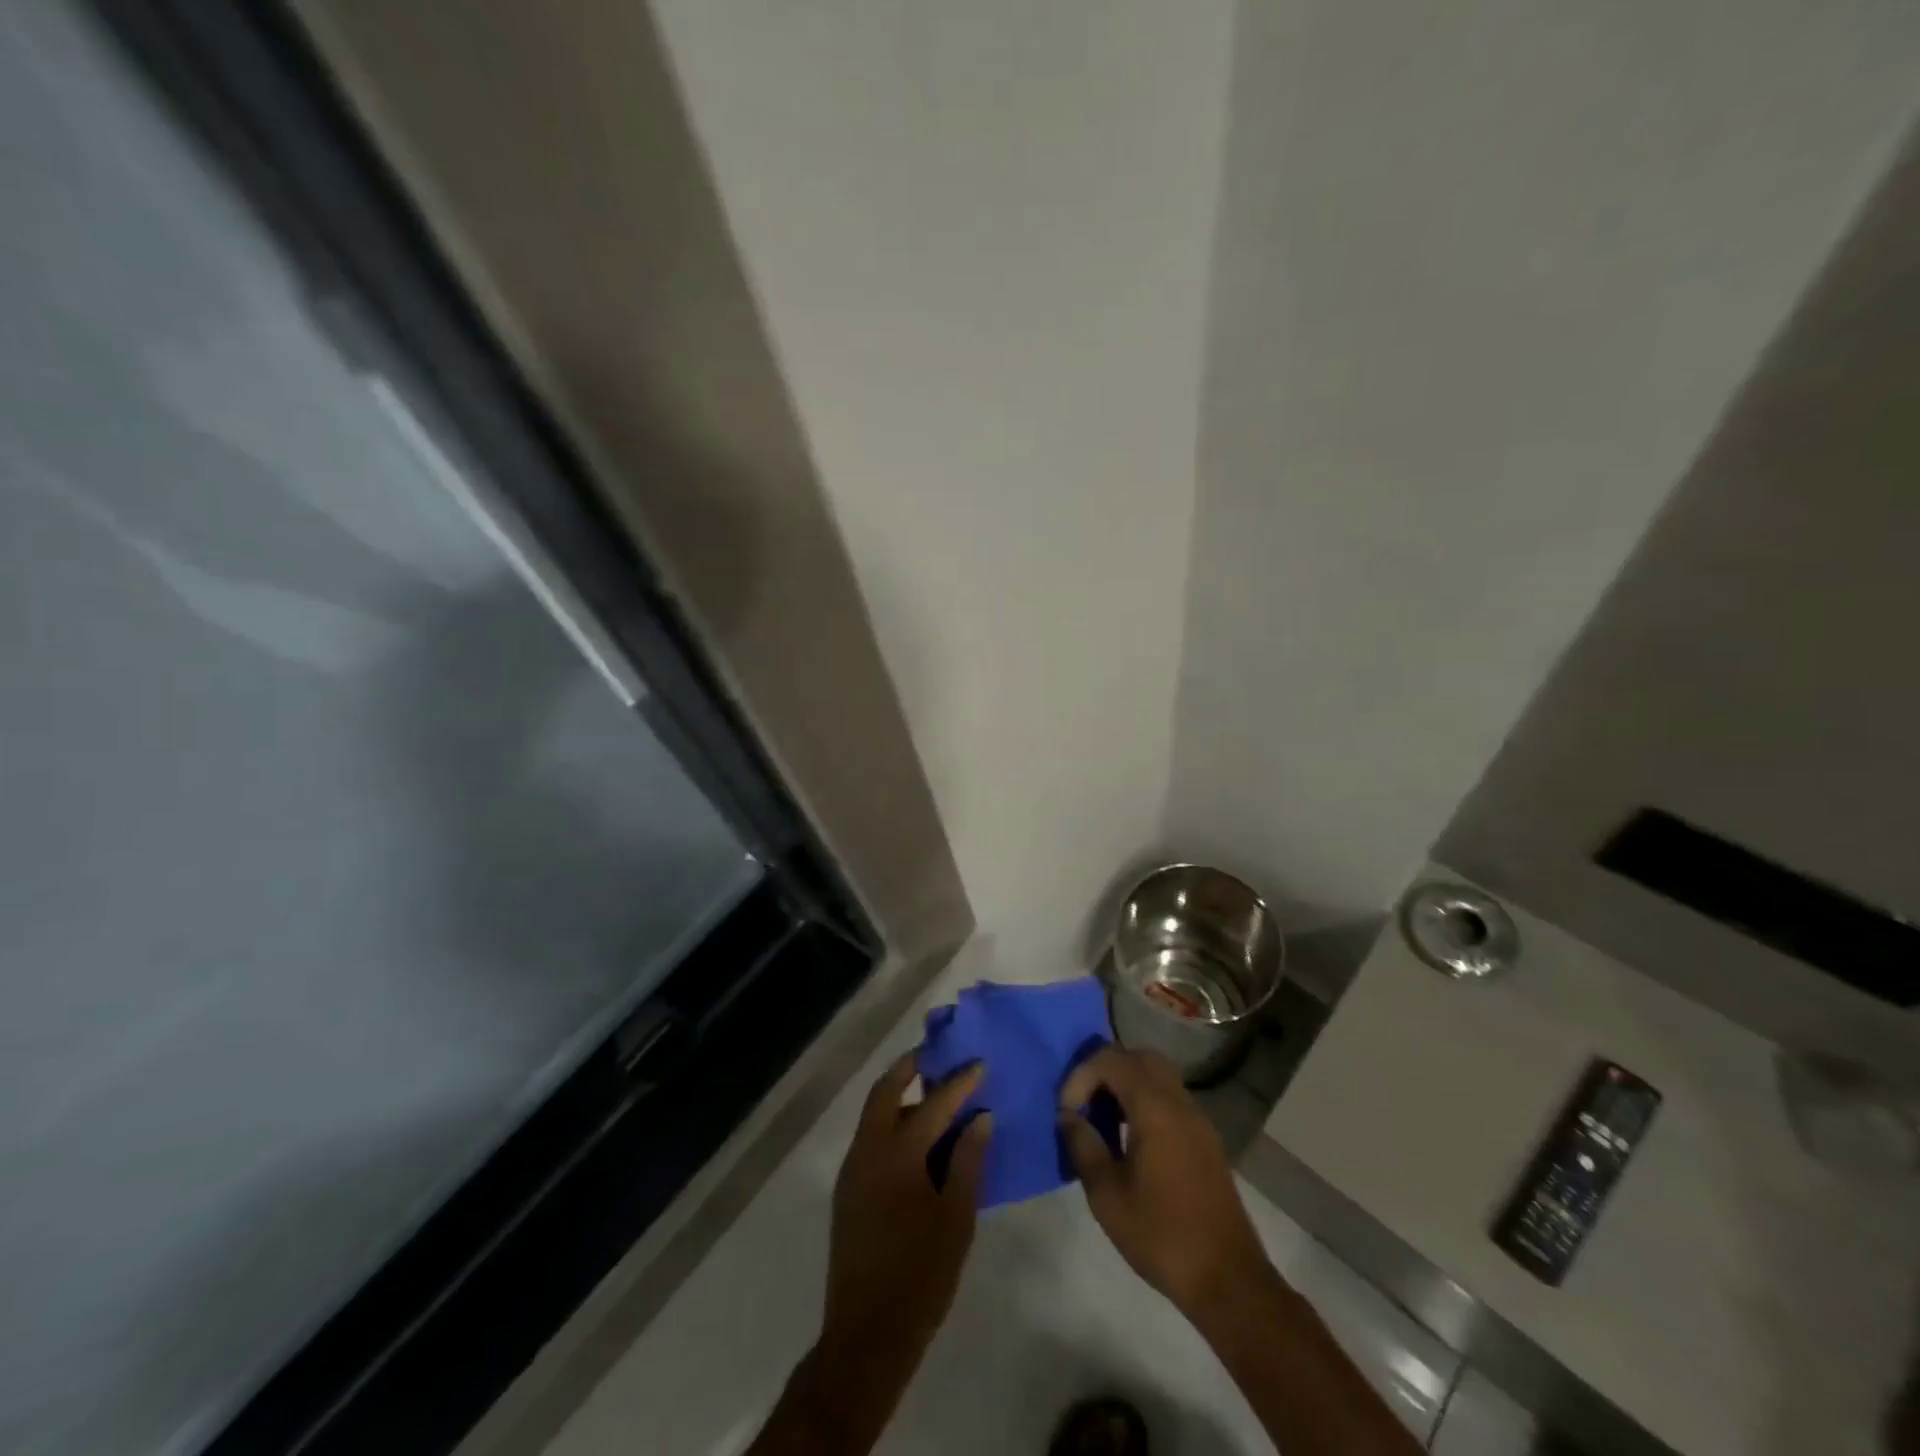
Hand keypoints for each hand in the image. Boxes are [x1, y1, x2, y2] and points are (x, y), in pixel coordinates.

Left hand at [822, 1052, 990, 1363]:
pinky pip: (870, 1139)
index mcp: (897, 1154)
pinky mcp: (848, 1191)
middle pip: (885, 1092)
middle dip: (910, 1068)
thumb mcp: (956, 1218)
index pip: (933, 1104)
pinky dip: (891, 1123)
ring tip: (931, 1093)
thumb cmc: (920, 1276)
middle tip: (937, 1056)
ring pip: (873, 1114)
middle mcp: (867, 1151)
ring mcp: (852, 1170)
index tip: (979, 1063)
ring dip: (899, 1095)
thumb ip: (969, 1162)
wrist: (866, 1336)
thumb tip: (980, 1118)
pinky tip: (915, 1139)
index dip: (959, 1083)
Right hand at [1058, 1046, 1269, 1320]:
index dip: (1081, 1076)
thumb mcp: (1107, 1196)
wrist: (1228, 1279)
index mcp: (1155, 1108)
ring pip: (1157, 1075)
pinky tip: (1130, 1137)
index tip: (1066, 1113)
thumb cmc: (1162, 1236)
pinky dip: (1144, 1100)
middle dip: (1104, 1070)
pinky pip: (1169, 1097)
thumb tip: (1068, 1117)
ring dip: (1125, 1084)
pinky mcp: (1205, 1138)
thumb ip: (1083, 1146)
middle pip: (1138, 1057)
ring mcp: (1197, 1118)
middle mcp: (1179, 1101)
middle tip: (1084, 1103)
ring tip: (1102, 1119)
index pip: (1111, 1060)